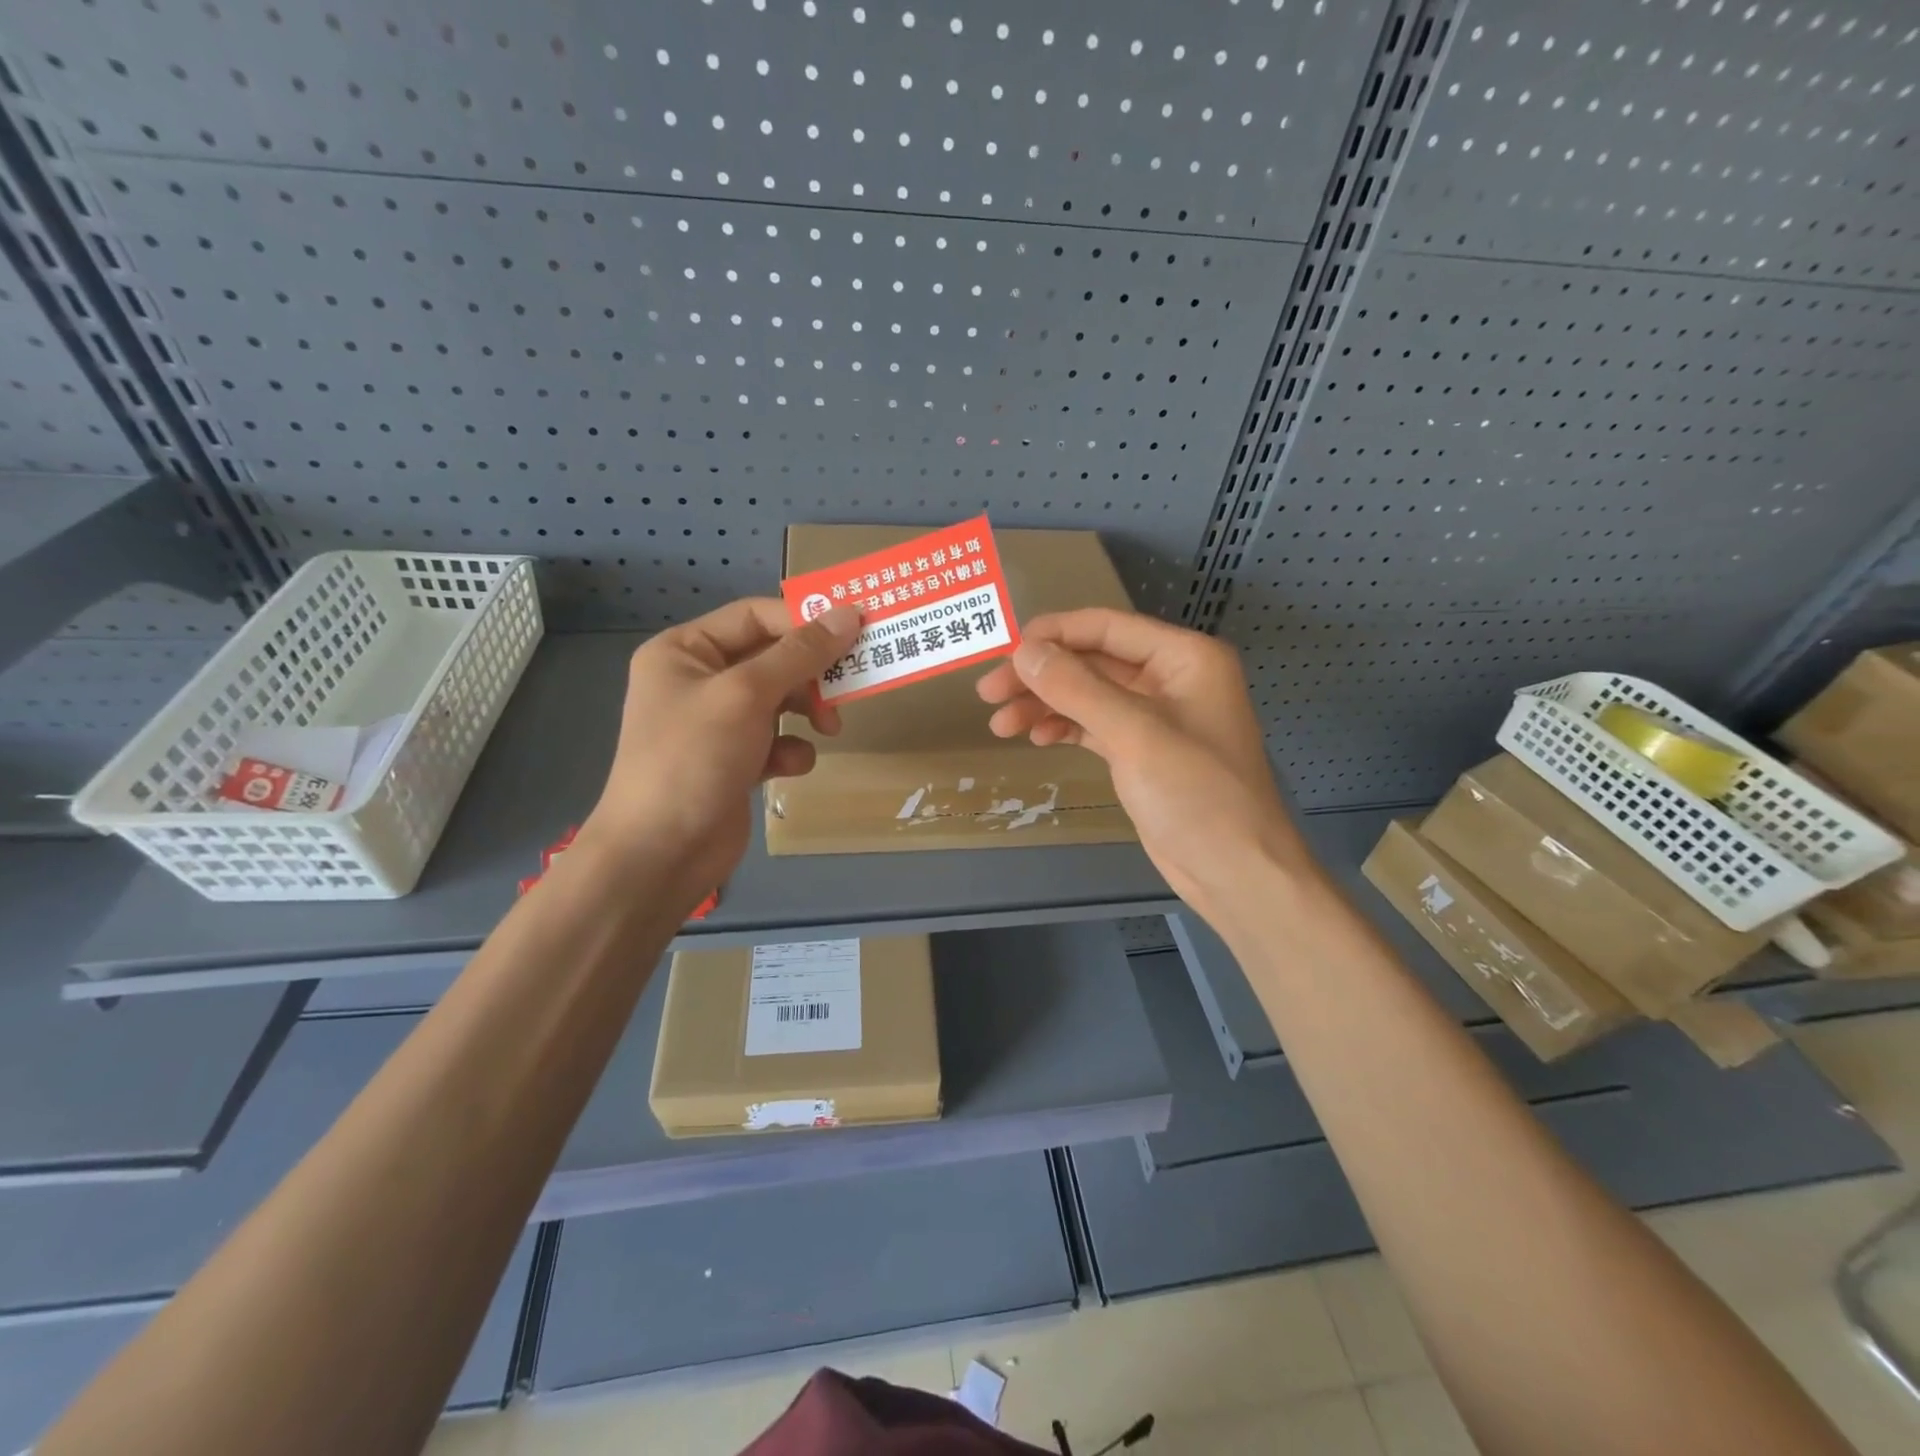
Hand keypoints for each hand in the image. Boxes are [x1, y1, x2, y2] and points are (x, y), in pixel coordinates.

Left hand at [579, 598, 860, 907]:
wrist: (660, 854)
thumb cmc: (694, 758)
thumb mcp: (746, 694)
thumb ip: (800, 654)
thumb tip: (847, 613)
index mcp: (685, 651)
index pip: (755, 616)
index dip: (804, 620)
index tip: (855, 630)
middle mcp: (699, 680)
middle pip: (772, 658)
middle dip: (810, 674)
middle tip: (850, 684)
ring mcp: (716, 724)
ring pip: (779, 700)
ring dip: (807, 711)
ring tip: (829, 729)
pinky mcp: (734, 761)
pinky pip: (775, 740)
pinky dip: (789, 750)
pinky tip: (789, 768)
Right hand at [975, 609, 1318, 913]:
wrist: (1235, 872)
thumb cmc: (1196, 794)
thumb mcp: (1134, 734)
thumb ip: (1076, 687)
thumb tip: (1022, 650)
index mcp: (1183, 657)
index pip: (1106, 627)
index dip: (1052, 634)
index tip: (1001, 650)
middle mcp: (1170, 678)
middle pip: (1092, 661)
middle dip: (1040, 675)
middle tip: (988, 694)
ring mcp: (1156, 716)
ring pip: (1088, 695)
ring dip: (1044, 704)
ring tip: (1001, 724)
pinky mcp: (1141, 751)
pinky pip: (1094, 725)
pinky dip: (1063, 728)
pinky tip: (1035, 738)